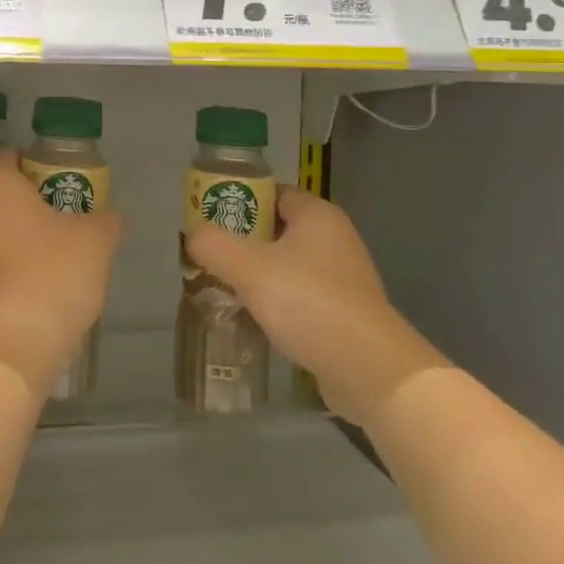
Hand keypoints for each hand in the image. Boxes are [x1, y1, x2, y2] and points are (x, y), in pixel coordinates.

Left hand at [0, 152, 120, 393]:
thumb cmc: (53, 272)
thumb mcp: (95, 241)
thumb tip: (109, 217)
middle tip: (36, 200)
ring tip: (36, 235)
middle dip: (1, 186)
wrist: (13, 339)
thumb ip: (104, 221)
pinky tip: (25, 266)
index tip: (54, 178)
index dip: (30, 163)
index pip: (6, 157)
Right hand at [184, 188, 410, 420]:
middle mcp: (334, 238)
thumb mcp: (249, 268)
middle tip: (208, 257)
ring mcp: (342, 277)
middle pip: (275, 229)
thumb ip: (213, 245)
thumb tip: (193, 236)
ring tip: (222, 290)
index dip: (237, 201)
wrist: (370, 371)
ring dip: (255, 276)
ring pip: (286, 265)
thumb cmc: (309, 304)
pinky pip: (299, 295)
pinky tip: (251, 319)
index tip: (207, 220)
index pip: (270, 192)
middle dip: (240, 242)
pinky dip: (275, 302)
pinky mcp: (343, 312)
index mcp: (317, 215)